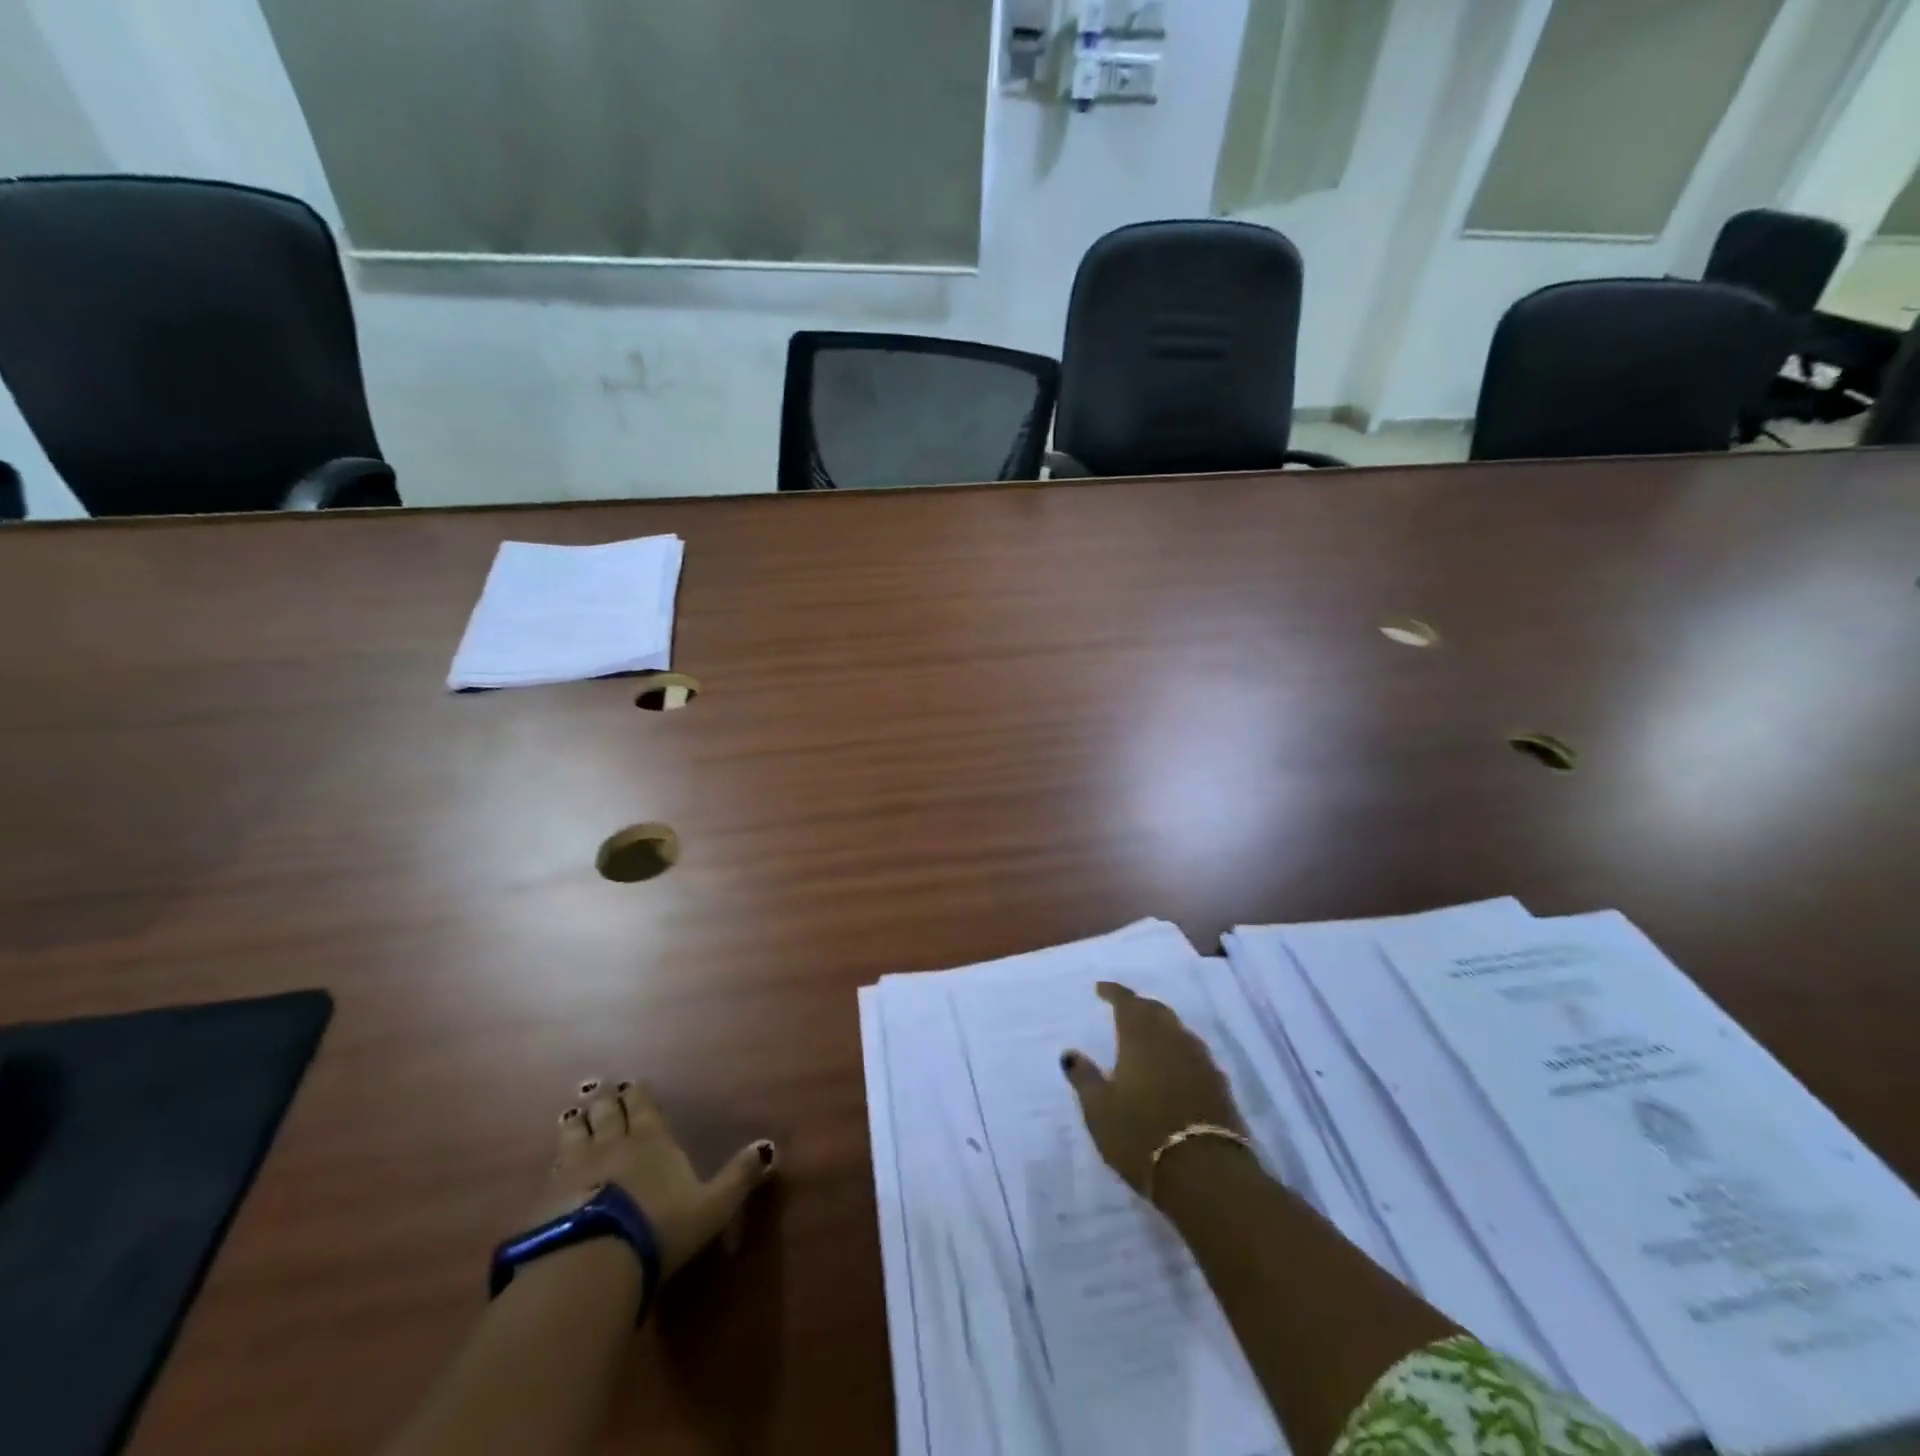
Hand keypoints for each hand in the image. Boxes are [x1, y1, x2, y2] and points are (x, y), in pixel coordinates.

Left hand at [535, 1077, 776, 1277]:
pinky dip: (555, 1160)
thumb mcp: (712, 1206)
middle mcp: (613, 1146)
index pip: (644, 1109)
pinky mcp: (546, 1200)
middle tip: (601, 1088)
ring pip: (576, 1136)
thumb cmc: (660, 1228)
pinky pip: (551, 1170)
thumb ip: (738, 1177)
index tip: (631, 1083)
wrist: (593, 1261)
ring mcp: (575, 1171)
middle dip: (607, 1101)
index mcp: (652, 1142)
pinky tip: (552, 1163)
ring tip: (573, 1113)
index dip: (638, 1095)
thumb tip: (769, 1147)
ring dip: (577, 1123)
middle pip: (608, 1115)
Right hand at [1061, 983, 1245, 1194]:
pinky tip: (1173, 1066)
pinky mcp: (1219, 1085)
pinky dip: (1178, 1051)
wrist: (1205, 1174)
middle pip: (1156, 1011)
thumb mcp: (1099, 1110)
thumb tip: (1070, 1053)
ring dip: (1161, 1027)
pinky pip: (1194, 1054)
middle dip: (1139, 1006)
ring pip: (1178, 1030)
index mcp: (1140, 1037)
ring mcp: (1200, 1061)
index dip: (1113, 992)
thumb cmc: (1140, 1135)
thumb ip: (1084, 1077)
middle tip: (1124, 1009)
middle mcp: (1173, 1039)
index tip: (1101, 989)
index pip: (1127, 1001)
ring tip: (1147, 1035)